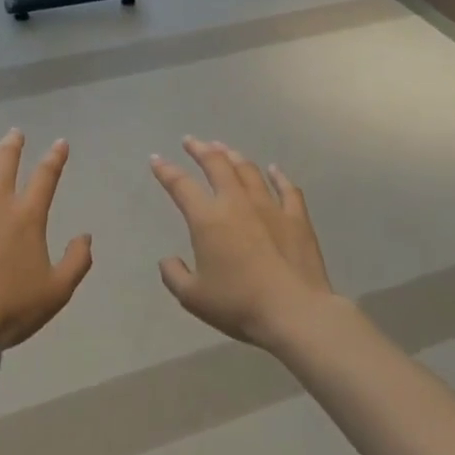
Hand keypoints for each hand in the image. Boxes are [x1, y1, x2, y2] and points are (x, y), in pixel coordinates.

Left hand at [0, 130, 92, 347]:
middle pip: (6, 161)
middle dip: (13, 144)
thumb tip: (86, 235)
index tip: (60, 143)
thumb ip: (77, 261)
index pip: (46, 176)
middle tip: (15, 133)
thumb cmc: (11, 307)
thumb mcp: (58, 291)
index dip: (55, 157)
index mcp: (28, 215)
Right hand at [150, 137, 335, 347]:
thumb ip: (174, 275)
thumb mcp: (193, 297)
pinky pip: (287, 189)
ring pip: (249, 171)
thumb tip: (168, 260)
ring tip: (224, 149)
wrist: (294, 313)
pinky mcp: (297, 218)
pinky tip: (274, 169)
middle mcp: (236, 203)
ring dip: (233, 156)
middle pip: (217, 165)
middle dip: (201, 149)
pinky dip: (279, 176)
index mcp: (207, 219)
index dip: (166, 170)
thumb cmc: (239, 304)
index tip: (157, 158)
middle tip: (191, 141)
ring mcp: (270, 207)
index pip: (181, 186)